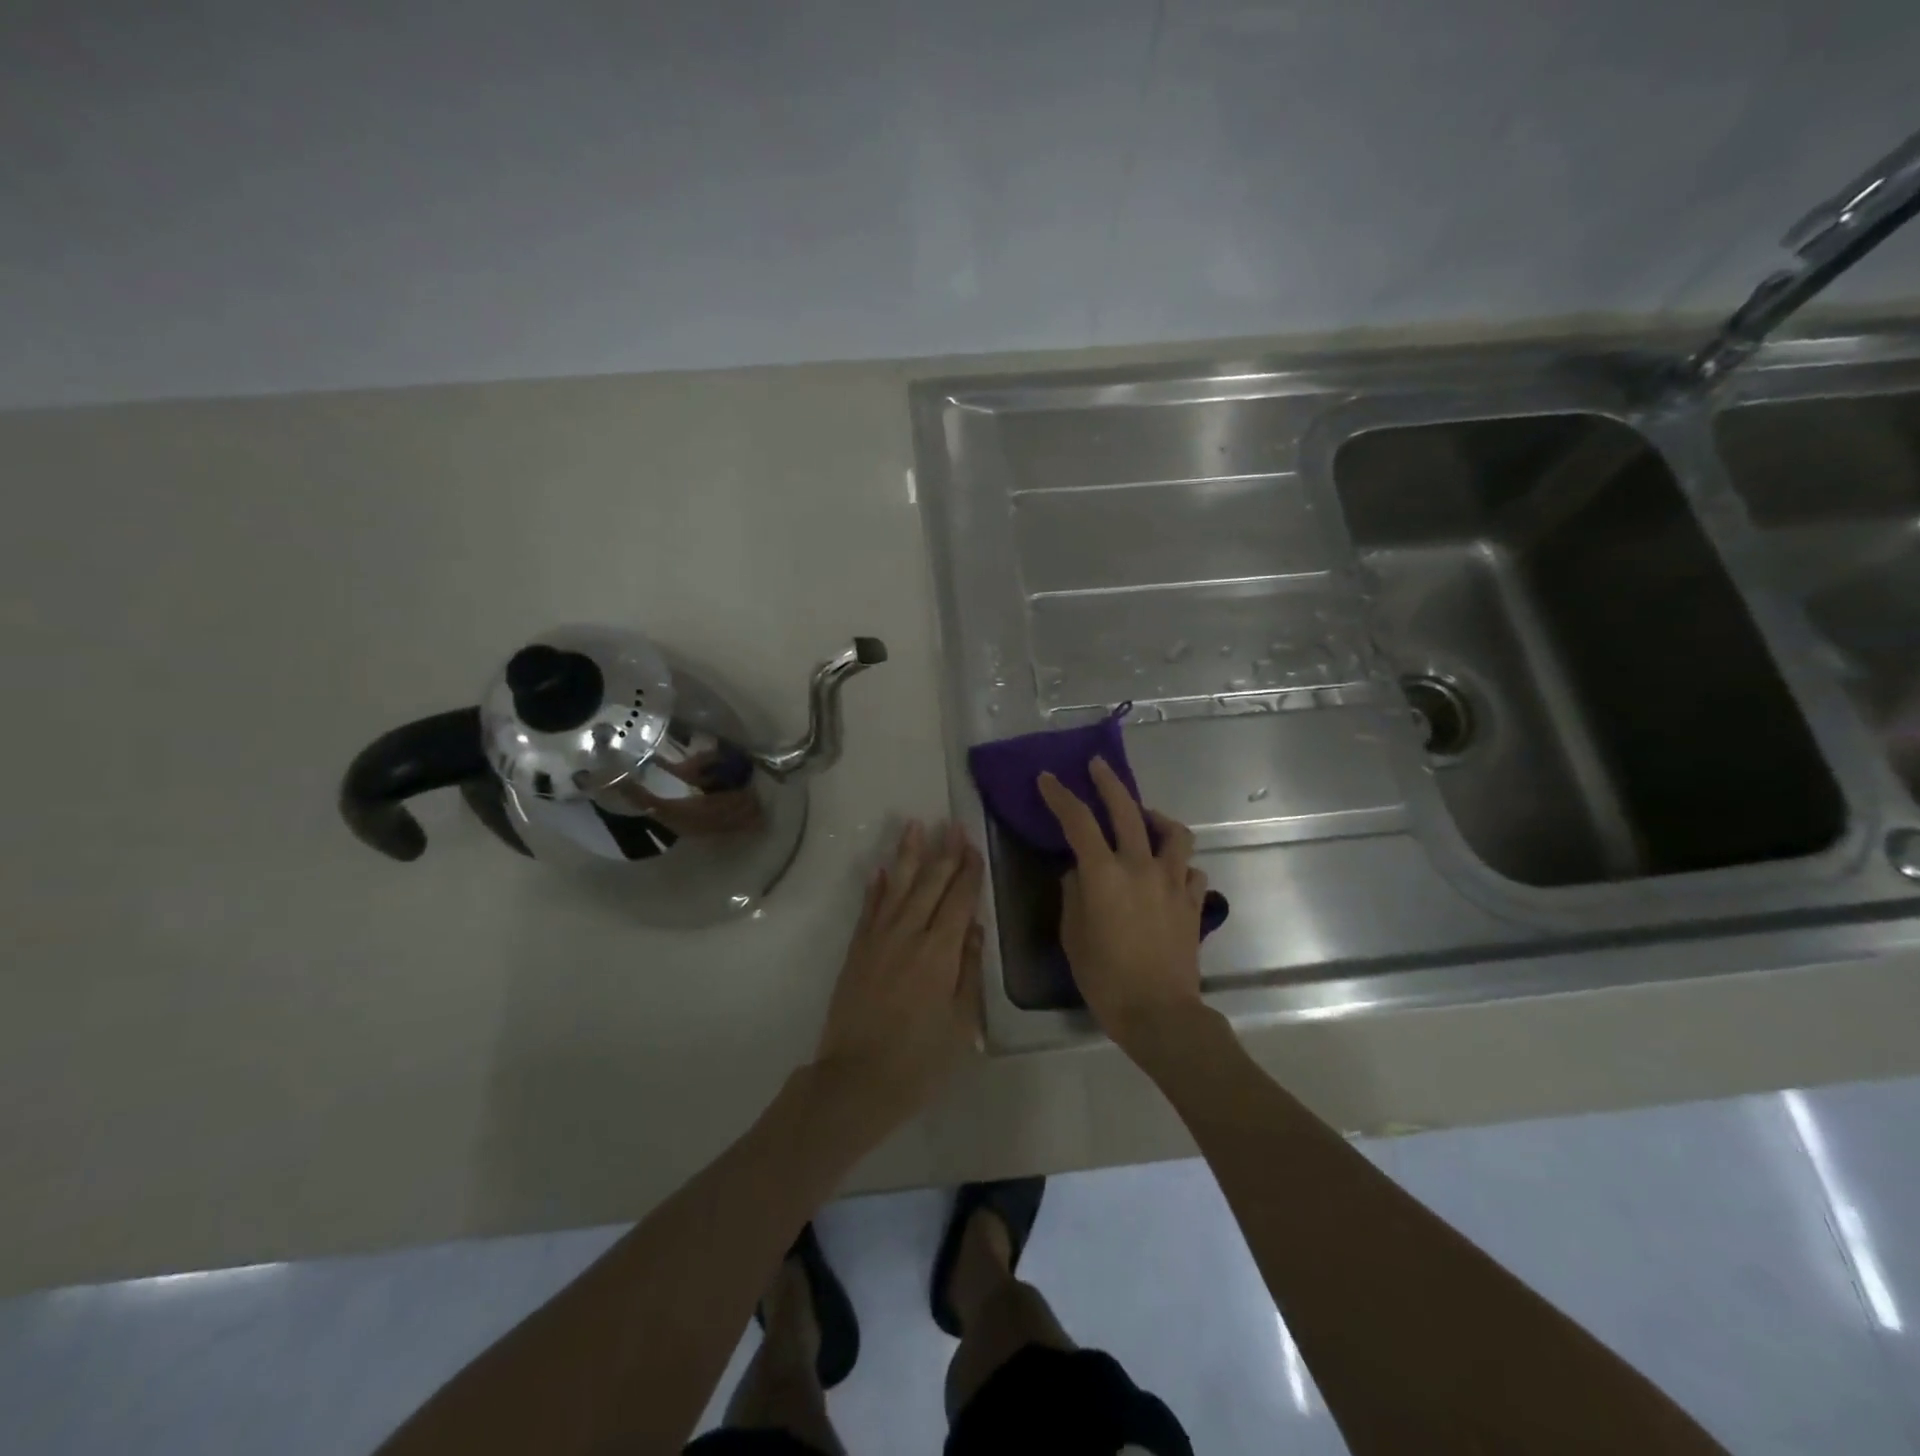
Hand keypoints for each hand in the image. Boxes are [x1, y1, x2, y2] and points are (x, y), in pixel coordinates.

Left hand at [812, 821, 984, 1127]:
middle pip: (929, 884)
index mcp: (940, 953)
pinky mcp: (857, 950)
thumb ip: (968, 971)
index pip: (958, 900)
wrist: (855, 1081)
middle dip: (943, 852)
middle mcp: (909, 935)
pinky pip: (869, 908)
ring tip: (915, 825)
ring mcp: (878, 940)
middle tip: (952, 823)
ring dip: (908, 855)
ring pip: (897, 886)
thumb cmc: (919, 1061)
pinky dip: (876, 886)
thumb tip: (973, 927)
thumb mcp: (961, 1024)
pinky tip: (881, 868)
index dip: (968, 871)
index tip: (973, 845)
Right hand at [1039, 759, 1207, 1054]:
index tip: (1048, 779)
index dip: (1061, 797)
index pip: (1078, 822)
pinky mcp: (1193, 902)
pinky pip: (1191, 870)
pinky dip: (1178, 865)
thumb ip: (1073, 896)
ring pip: (1174, 833)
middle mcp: (1140, 867)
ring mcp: (1173, 882)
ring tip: (1146, 820)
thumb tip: (1079, 873)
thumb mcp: (1073, 936)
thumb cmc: (1106, 978)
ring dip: (1157, 819)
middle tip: (1098, 766)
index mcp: (1103, 874)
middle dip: (1109, 783)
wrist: (1160, 1013)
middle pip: (1127, 811)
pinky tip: (1168, 873)